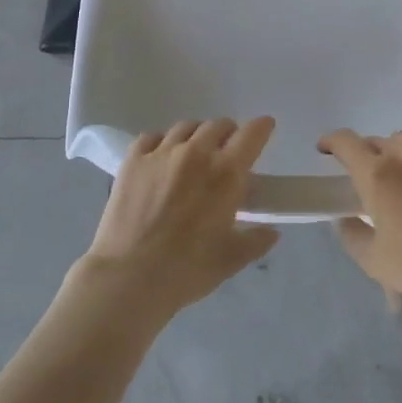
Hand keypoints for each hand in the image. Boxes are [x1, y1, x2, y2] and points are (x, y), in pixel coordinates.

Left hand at [74, 119, 279, 328]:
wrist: (129, 277)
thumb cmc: (187, 270)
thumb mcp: (230, 260)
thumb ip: (255, 241)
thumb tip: (272, 232)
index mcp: (226, 173)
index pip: (251, 134)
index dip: (262, 127)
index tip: (265, 127)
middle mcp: (196, 153)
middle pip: (218, 125)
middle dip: (228, 133)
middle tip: (227, 150)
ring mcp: (162, 153)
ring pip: (186, 127)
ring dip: (196, 135)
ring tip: (194, 151)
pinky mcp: (133, 160)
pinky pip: (151, 137)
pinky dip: (161, 142)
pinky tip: (160, 157)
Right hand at [323, 130, 401, 319]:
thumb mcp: (375, 263)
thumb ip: (350, 235)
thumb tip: (345, 217)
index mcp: (376, 176)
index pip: (345, 143)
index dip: (330, 142)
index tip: (325, 151)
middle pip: (376, 143)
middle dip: (367, 159)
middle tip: (372, 186)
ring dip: (396, 154)